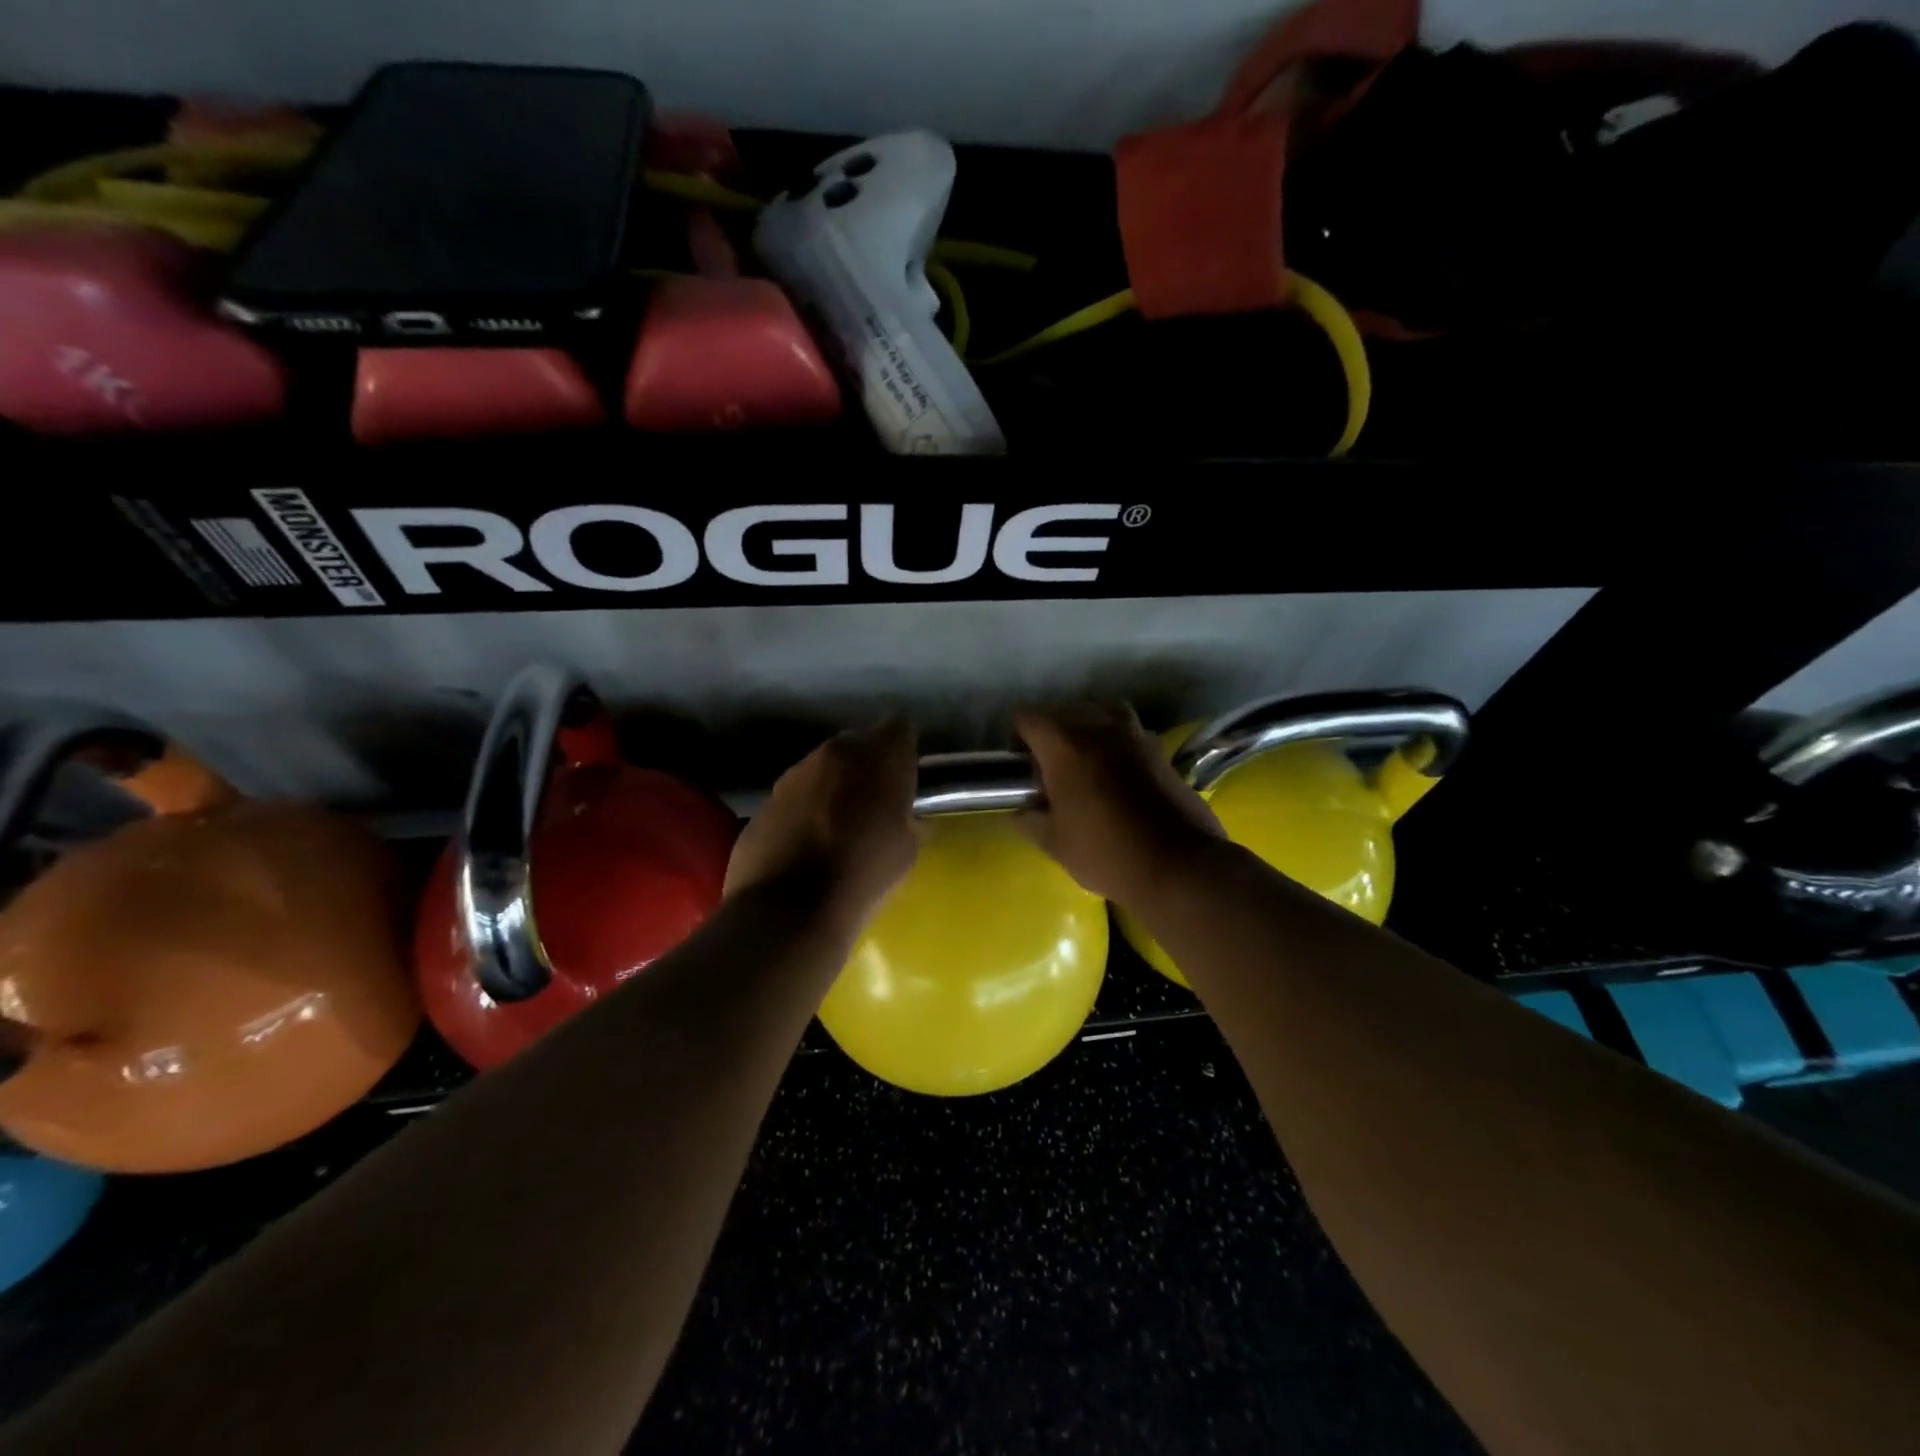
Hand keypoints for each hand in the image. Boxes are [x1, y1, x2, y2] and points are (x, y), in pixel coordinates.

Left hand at [725, 718, 918, 931]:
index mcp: (876, 757)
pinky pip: (795, 794)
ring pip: (823, 768)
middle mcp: (832, 753)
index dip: (905, 750)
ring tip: (839, 825)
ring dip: (834, 785)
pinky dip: (805, 809)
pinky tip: (808, 843)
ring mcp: (792, 774)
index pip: (900, 728)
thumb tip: (905, 815)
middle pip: (858, 743)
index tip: (907, 777)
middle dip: (869, 765)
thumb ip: (908, 818)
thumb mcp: (907, 849)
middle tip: (876, 801)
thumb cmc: (862, 876)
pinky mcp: (764, 800)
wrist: (787, 912)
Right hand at [1014, 704, 1224, 906]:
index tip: (1021, 767)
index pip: (1027, 717)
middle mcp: (1099, 727)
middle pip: (1064, 711)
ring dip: (1087, 731)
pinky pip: (1128, 732)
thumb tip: (1024, 808)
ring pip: (1101, 714)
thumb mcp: (1054, 843)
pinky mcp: (1160, 750)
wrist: (1177, 865)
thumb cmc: (1105, 852)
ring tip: (1085, 765)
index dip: (1017, 738)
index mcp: (1064, 744)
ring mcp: (1135, 734)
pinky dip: (1116, 744)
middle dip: (1051, 734)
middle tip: (1050, 771)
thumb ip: (1030, 819)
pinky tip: (1117, 778)